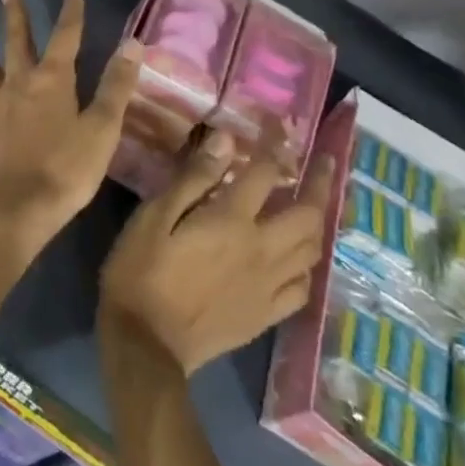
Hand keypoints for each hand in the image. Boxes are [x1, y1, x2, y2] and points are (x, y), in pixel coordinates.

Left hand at [0, 0, 141, 254]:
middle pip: (16, 41)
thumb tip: (133, 43)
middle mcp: (18, 83)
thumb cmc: (67, 169)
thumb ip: (117, 85)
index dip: (71, 10)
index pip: (65, 35)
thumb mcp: (103, 128)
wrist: (19, 209)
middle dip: (14, 13)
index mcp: (52, 80)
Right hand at [99, 132, 334, 375]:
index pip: (266, 171)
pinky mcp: (266, 314)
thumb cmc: (141, 270)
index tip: (277, 123)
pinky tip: (297, 258)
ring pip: (313, 249)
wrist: (146, 343)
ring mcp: (269, 286)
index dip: (275, 142)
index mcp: (232, 221)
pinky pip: (303, 286)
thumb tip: (227, 141)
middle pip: (308, 212)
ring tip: (314, 205)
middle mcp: (261, 249)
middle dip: (320, 182)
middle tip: (323, 163)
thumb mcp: (155, 216)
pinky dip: (307, 265)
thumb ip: (193, 178)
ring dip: (318, 220)